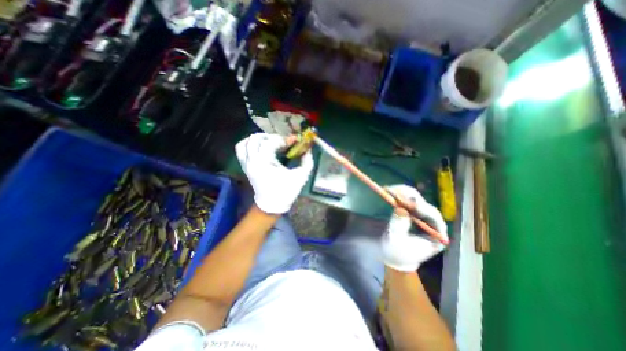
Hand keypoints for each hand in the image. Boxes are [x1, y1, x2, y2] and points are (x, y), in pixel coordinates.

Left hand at [234, 132, 312, 212]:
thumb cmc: (286, 191)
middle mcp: (252, 161)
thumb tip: (308, 149)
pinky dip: (248, 144)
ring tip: (269, 142)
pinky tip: (258, 146)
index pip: (269, 143)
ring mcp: (246, 164)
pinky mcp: (245, 166)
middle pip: (255, 139)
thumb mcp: (301, 176)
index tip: (292, 142)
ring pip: (245, 143)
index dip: (282, 140)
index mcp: (264, 163)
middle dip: (271, 137)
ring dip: (257, 139)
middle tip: (281, 142)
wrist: (272, 205)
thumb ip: (307, 161)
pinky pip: (240, 150)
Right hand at [378, 185, 447, 272]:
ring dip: (404, 193)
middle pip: (426, 205)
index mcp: (437, 236)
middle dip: (410, 197)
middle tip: (394, 191)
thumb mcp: (396, 241)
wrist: (393, 255)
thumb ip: (399, 225)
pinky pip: (409, 200)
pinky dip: (400, 195)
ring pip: (418, 200)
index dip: (422, 208)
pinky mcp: (414, 212)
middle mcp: (433, 224)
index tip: (409, 202)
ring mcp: (423, 217)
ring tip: (390, 189)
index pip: (434, 219)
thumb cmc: (397, 252)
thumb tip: (400, 209)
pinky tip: (391, 191)